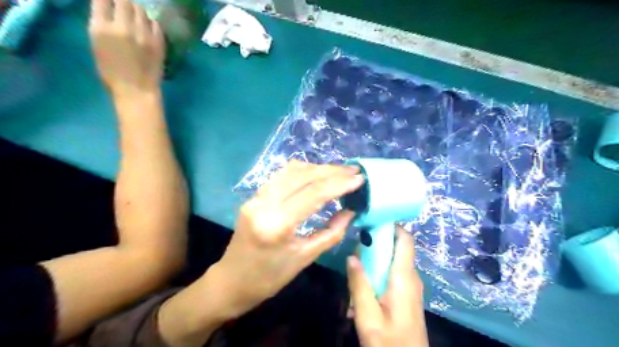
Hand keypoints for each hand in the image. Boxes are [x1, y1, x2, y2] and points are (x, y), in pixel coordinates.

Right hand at [88, 0, 164, 96]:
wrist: (137, 90)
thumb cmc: (112, 73)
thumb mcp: (97, 46)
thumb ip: (102, 25)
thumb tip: (108, 9)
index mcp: (101, 28)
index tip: (110, 2)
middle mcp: (123, 27)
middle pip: (124, 1)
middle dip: (123, 2)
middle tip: (124, 7)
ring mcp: (143, 35)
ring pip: (141, 10)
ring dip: (137, 11)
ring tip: (136, 17)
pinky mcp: (158, 42)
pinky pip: (155, 24)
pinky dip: (150, 22)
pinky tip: (148, 28)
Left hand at [215, 162, 363, 318]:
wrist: (231, 282)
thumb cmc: (270, 278)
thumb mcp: (305, 258)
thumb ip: (331, 233)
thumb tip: (351, 212)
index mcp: (277, 224)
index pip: (314, 193)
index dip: (339, 183)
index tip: (360, 178)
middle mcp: (264, 204)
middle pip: (302, 176)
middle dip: (331, 171)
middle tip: (353, 170)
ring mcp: (256, 197)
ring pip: (291, 171)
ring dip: (317, 168)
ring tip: (339, 171)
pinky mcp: (254, 196)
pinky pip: (281, 176)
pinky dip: (302, 172)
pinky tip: (316, 175)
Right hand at [347, 227, 431, 346]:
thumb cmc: (389, 341)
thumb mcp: (368, 315)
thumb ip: (359, 284)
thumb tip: (351, 255)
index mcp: (404, 277)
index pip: (405, 239)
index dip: (391, 225)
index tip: (371, 219)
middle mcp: (411, 276)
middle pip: (396, 247)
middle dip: (376, 243)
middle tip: (355, 247)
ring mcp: (410, 286)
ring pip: (392, 261)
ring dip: (374, 260)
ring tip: (355, 267)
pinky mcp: (407, 294)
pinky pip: (392, 273)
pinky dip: (378, 272)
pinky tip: (363, 287)